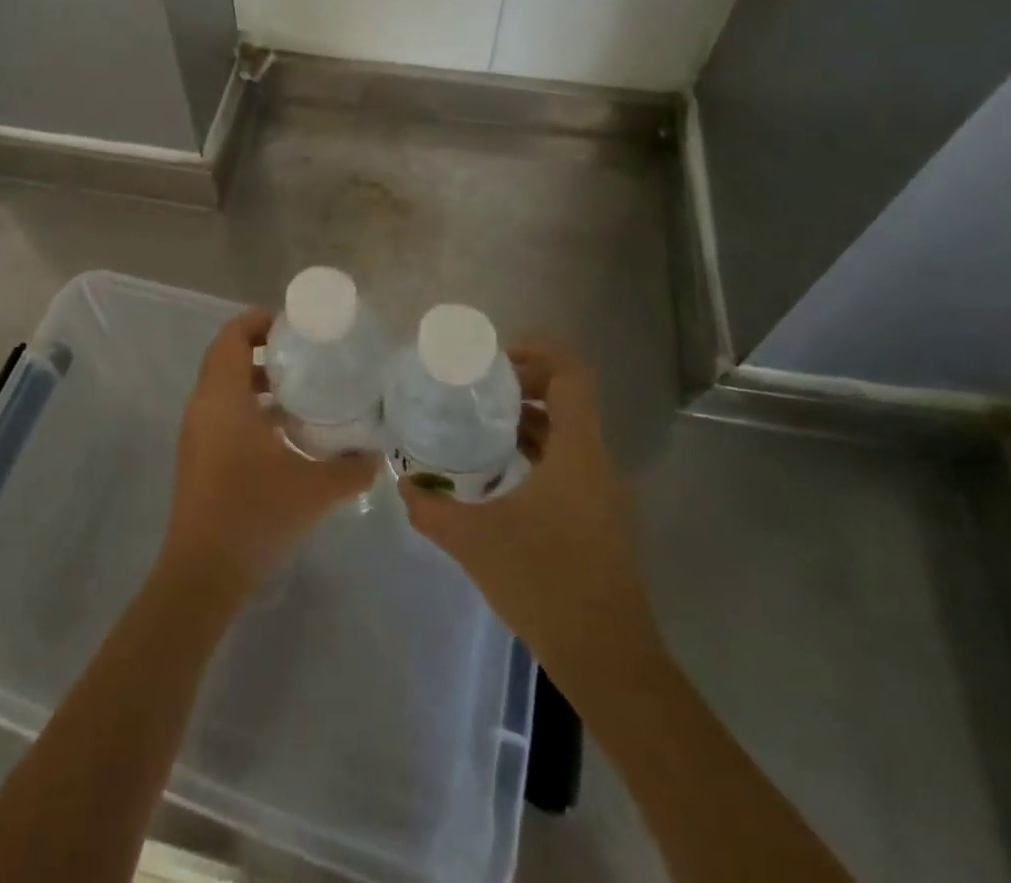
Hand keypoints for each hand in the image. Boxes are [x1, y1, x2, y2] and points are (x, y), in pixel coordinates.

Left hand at [158, 309, 377, 600]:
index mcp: (223, 397)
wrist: (203, 573)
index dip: (259, 321)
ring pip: (223, 387)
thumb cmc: (255, 514)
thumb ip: (351, 468)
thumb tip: (377, 455)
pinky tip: (282, 433)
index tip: (294, 328)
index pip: (232, 335)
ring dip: (256, 381)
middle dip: (262, 349)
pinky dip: (247, 407)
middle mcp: (203, 405)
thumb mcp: (314, 489)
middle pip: (226, 356)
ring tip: (299, 392)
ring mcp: (195, 432)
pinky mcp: (196, 455)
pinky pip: (220, 412)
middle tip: (304, 355)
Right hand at [399, 340, 662, 676]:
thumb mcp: (474, 541)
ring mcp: (604, 493)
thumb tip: (402, 484)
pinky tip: (500, 477)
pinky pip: (569, 465)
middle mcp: (597, 463)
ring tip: (478, 428)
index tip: (496, 358)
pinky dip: (537, 454)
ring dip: (528, 422)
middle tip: (475, 390)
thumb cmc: (545, 584)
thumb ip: (432, 509)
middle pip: (568, 399)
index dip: (540, 351)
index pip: (573, 374)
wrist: (608, 661)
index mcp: (577, 452)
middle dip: (523, 385)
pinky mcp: (601, 519)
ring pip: (568, 435)